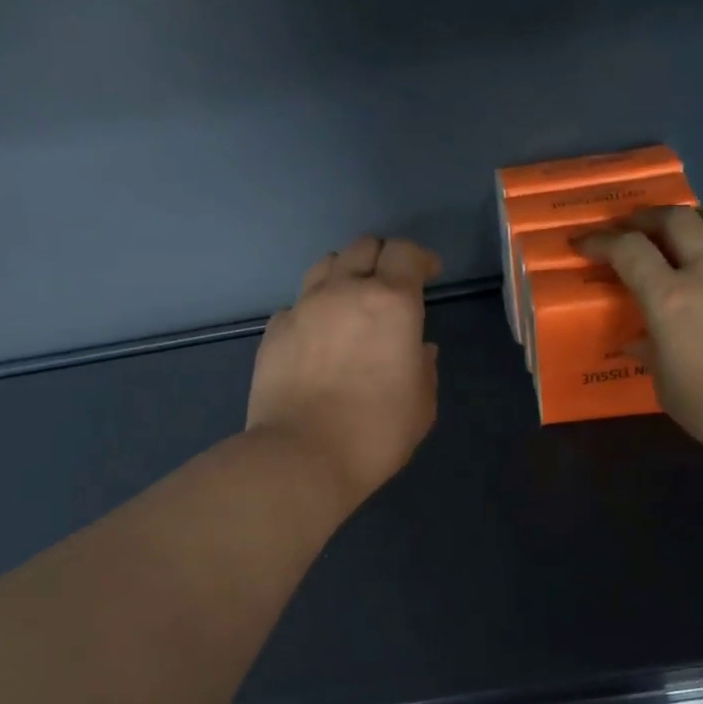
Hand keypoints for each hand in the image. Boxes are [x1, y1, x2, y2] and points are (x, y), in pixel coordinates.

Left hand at [247, 236, 441, 510]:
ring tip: (350, 302)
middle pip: (363, 246)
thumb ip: (423, 367)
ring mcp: (304, 307)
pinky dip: (313, 309)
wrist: (302, 457)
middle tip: (390, 286)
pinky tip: (317, 337)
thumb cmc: (376, 433)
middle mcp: (345, 291)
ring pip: (325, 265)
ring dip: (344, 274)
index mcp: (391, 302)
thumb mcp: (421, 404)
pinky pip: (297, 304)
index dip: (419, 258)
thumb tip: (417, 349)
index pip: (405, 252)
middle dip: (382, 258)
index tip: (428, 273)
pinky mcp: (274, 330)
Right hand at [576, 208, 702, 465]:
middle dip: (648, 218)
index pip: (628, 251)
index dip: (601, 241)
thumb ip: (650, 354)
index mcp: (669, 299)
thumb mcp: (666, 386)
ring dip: (694, 220)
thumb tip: (640, 341)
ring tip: (683, 231)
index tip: (585, 244)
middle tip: (634, 229)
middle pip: (676, 220)